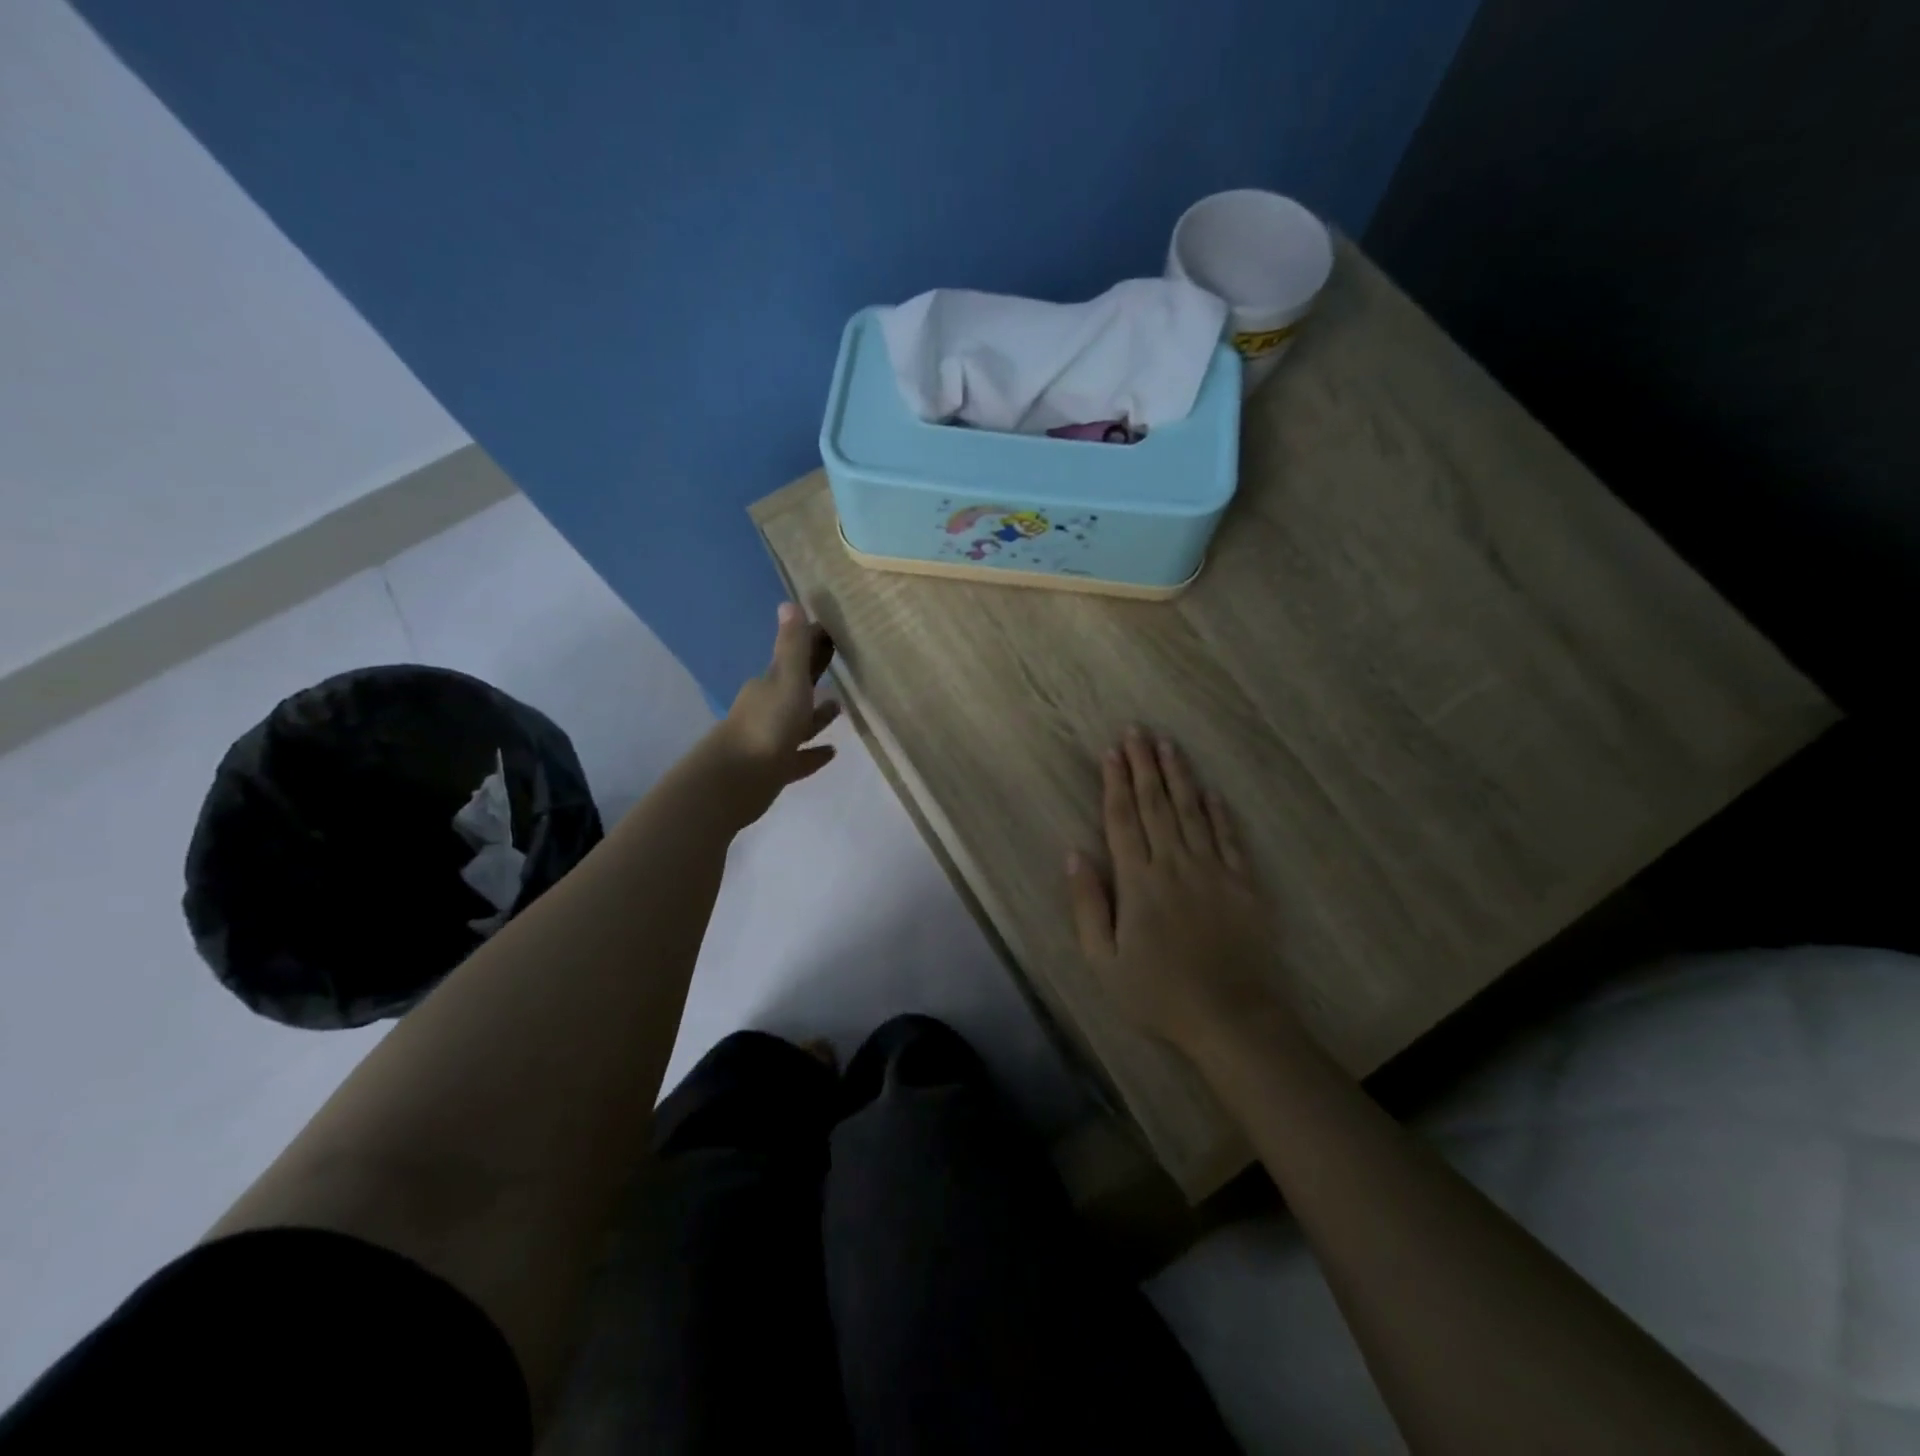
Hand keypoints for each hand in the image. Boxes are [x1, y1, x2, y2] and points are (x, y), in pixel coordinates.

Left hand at [713, 602, 839, 822]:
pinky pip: (800, 757)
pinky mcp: (776, 769)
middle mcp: (768, 708)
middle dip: (814, 677)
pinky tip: (831, 752)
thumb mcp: (786, 680)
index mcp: (770, 685)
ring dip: (817, 716)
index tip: (832, 634)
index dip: (812, 645)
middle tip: (840, 668)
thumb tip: (788, 603)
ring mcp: (771, 740)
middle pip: (795, 688)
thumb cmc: (767, 725)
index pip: (793, 658)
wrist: (737, 780)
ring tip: (840, 707)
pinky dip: (814, 753)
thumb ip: (792, 646)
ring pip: (798, 723)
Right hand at [1067, 729, 1291, 1058]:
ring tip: (1168, 745)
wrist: (1231, 1017)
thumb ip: (1088, 904)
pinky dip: (1219, 811)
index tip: (1111, 750)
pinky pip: (1228, 837)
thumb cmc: (1158, 992)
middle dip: (1144, 764)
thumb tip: (1074, 854)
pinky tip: (1210, 791)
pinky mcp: (1242, 883)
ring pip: (1192, 811)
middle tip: (1138, 730)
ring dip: (1178, 776)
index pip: (1122, 818)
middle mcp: (1174, 864)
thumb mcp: (1103, 960)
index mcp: (1138, 881)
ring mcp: (1213, 870)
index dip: (1115, 782)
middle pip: (1156, 804)